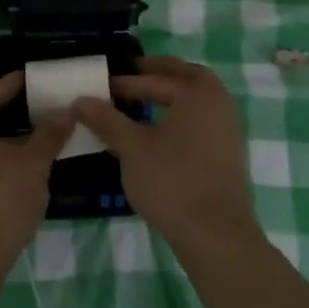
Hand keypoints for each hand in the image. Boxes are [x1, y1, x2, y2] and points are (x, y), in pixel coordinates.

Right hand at [73, 56, 259, 257]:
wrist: (215, 236)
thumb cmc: (172, 182)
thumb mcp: (132, 148)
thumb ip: (107, 120)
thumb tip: (80, 100)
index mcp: (198, 94)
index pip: (155, 80)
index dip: (125, 83)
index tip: (101, 87)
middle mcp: (219, 105)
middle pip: (189, 77)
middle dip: (162, 73)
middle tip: (135, 72)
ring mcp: (228, 132)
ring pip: (198, 101)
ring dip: (173, 95)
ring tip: (144, 101)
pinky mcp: (228, 157)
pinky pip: (202, 123)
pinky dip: (182, 117)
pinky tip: (160, 133)